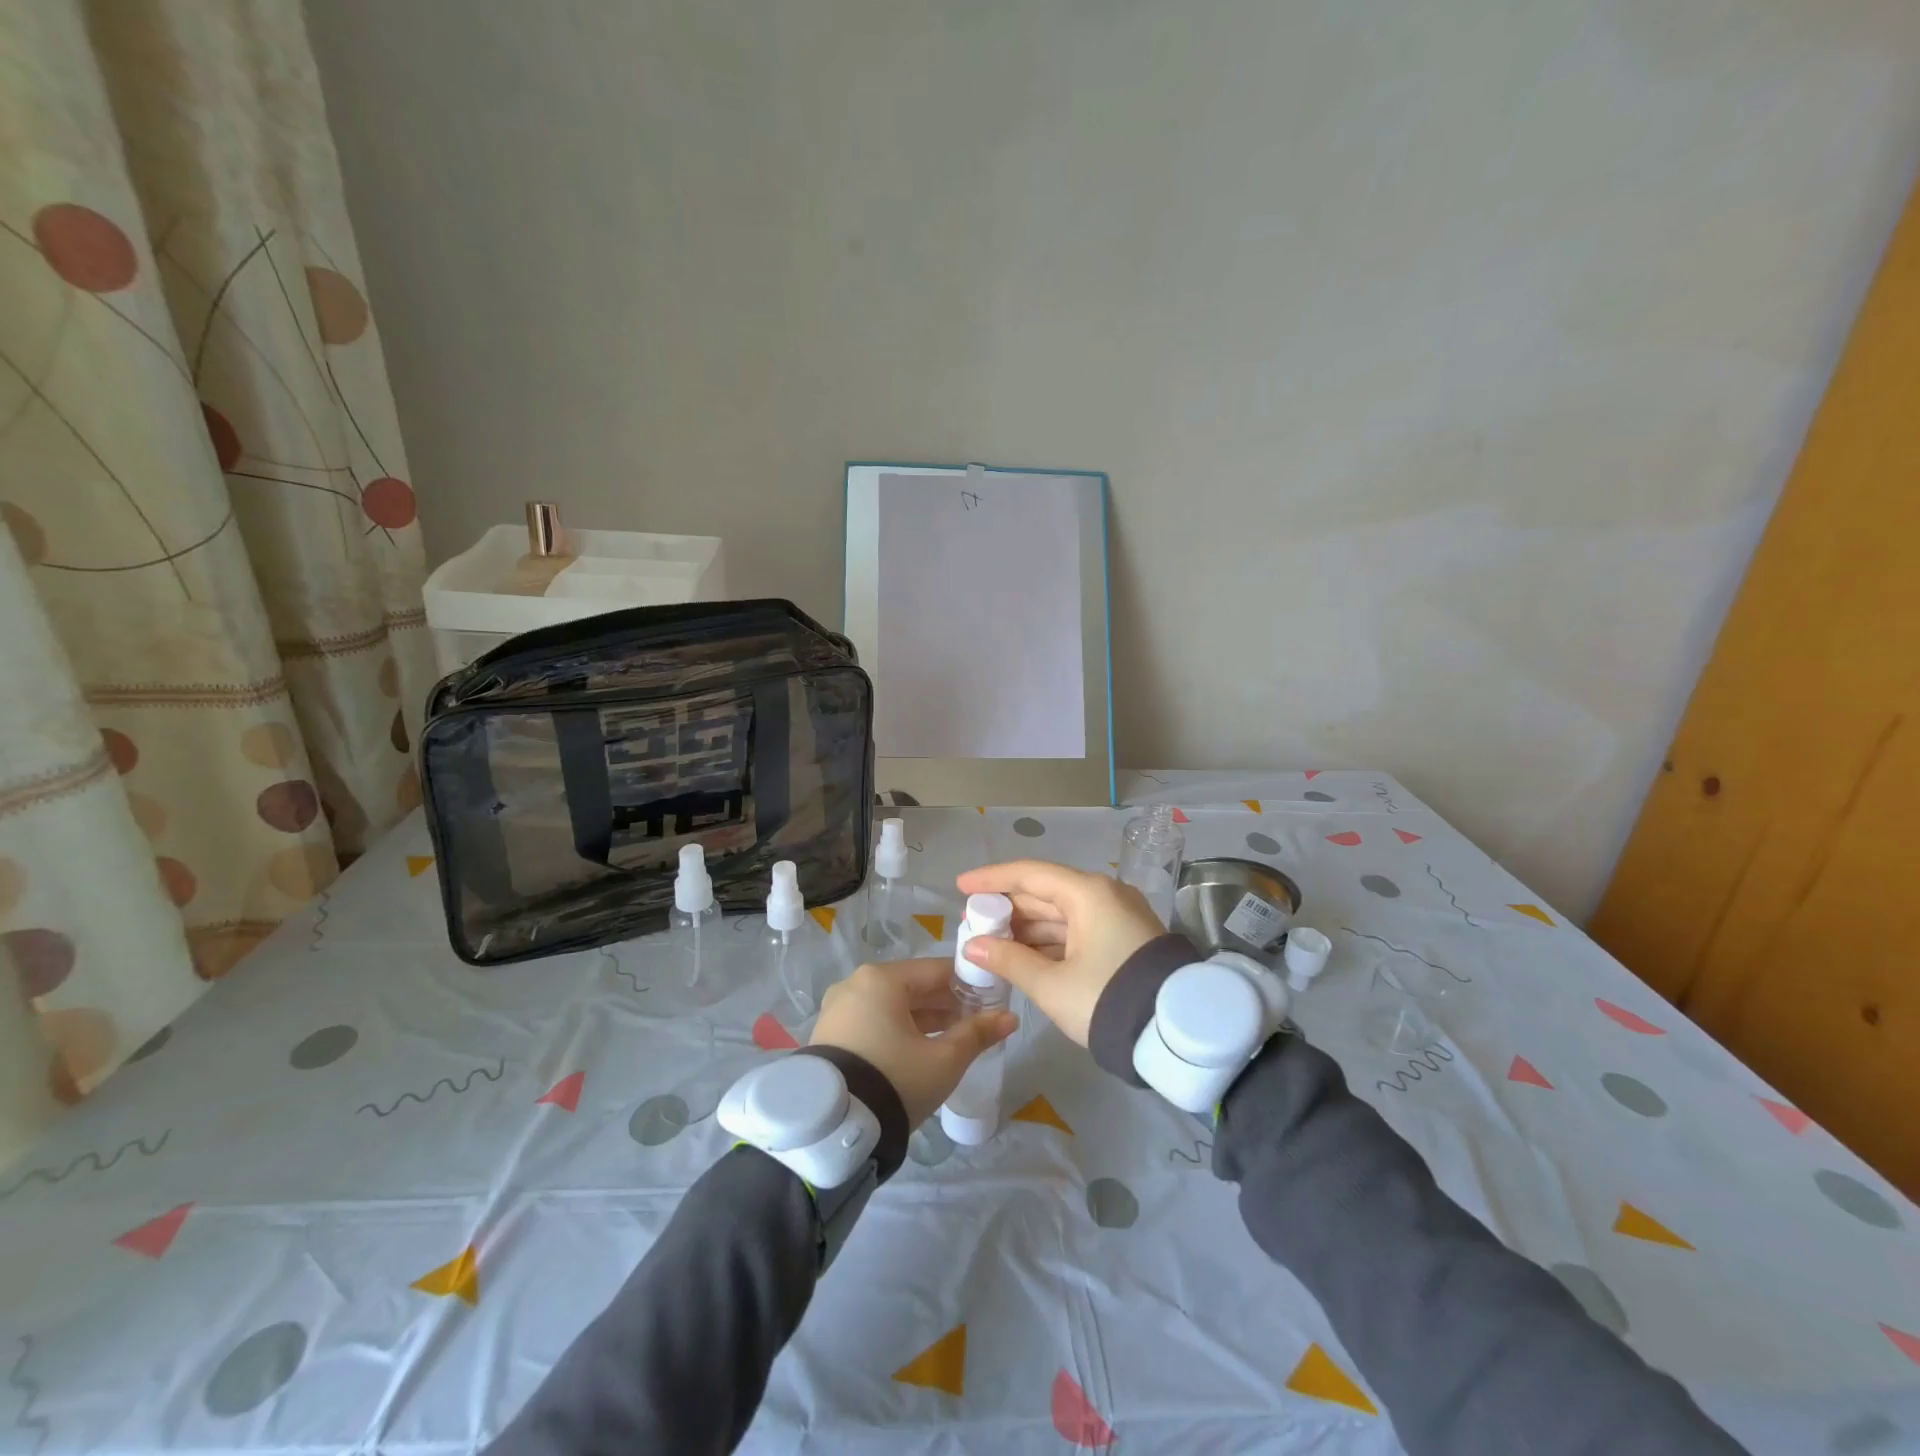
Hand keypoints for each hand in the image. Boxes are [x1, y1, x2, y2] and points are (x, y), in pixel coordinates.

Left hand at [809, 959, 1017, 1126]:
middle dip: (945, 1004)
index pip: (936, 970)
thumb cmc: (895, 1079)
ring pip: (892, 1005)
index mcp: (882, 978)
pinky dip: (897, 1030)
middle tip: (975, 1024)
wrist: (834, 1128)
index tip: (991, 1000)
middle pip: (912, 986)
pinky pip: (872, 1020)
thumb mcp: (944, 1059)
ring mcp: (838, 1009)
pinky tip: (918, 1050)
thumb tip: (1010, 1017)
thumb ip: (977, 1033)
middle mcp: (855, 984)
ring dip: (922, 1019)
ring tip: (952, 1039)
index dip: (968, 984)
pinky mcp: (829, 1034)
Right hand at [953, 860, 1163, 1045]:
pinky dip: (1049, 941)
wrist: (1176, 1033)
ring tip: (991, 943)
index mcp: (1088, 893)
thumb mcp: (1052, 984)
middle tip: (971, 922)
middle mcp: (1104, 895)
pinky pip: (1077, 930)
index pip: (1029, 874)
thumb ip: (1009, 960)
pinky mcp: (1123, 939)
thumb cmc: (1107, 999)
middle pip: (1044, 892)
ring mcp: (1117, 916)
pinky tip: (1023, 956)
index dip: (991, 879)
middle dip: (1006, 908)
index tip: (960, 886)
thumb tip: (973, 946)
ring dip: (1026, 928)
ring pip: (1060, 914)